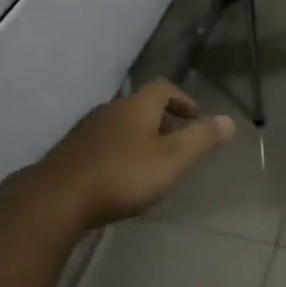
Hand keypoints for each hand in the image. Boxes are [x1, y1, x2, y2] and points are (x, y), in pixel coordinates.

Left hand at [33, 80, 234, 229]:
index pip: (164, 88)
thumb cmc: (122, 175)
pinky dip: (118, 153)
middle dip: (162, 121)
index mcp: (137, 106)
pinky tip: (119, 178)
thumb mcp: (172, 159)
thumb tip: (229, 120)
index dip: (183, 100)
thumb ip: (201, 139)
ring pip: (120, 126)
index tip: (196, 120)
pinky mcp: (70, 153)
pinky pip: (102, 144)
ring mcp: (86, 131)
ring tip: (151, 163)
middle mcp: (110, 110)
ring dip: (138, 138)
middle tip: (177, 144)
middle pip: (141, 106)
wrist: (56, 199)